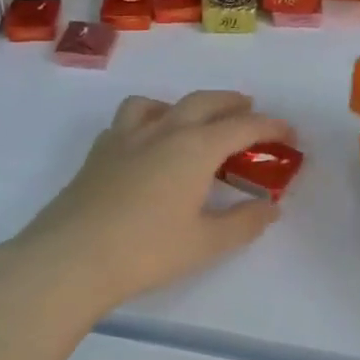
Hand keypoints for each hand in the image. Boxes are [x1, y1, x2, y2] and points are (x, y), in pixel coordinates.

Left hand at [0, 91, 293, 319]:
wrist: (71, 257)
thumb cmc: (146, 251)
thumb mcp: (205, 243)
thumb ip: (243, 222)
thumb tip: (270, 207)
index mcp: (194, 148)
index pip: (241, 126)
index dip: (269, 126)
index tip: (288, 132)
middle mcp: (162, 131)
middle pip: (203, 102)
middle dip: (231, 103)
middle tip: (250, 110)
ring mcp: (125, 138)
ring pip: (159, 103)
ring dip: (184, 105)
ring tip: (193, 121)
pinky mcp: (99, 152)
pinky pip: (129, 120)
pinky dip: (148, 120)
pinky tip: (147, 144)